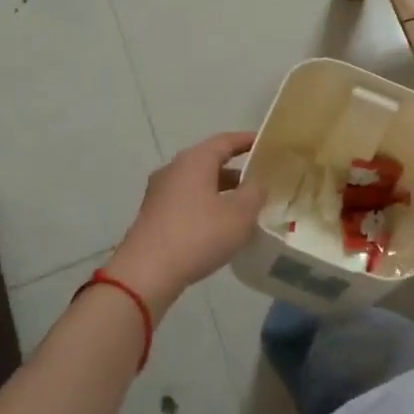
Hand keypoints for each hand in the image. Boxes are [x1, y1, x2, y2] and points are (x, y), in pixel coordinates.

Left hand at [107, 132, 267, 317]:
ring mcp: (160, 192)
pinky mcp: (154, 215)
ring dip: (222, 191)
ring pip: (198, 183)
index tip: (267, 145)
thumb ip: (254, 192)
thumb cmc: (198, 235)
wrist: (146, 272)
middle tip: (261, 180)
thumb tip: (258, 182)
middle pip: (210, 161)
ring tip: (245, 207)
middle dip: (237, 169)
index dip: (248, 141)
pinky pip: (187, 201)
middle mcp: (174, 169)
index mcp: (194, 160)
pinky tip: (220, 226)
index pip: (225, 141)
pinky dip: (206, 206)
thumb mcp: (239, 214)